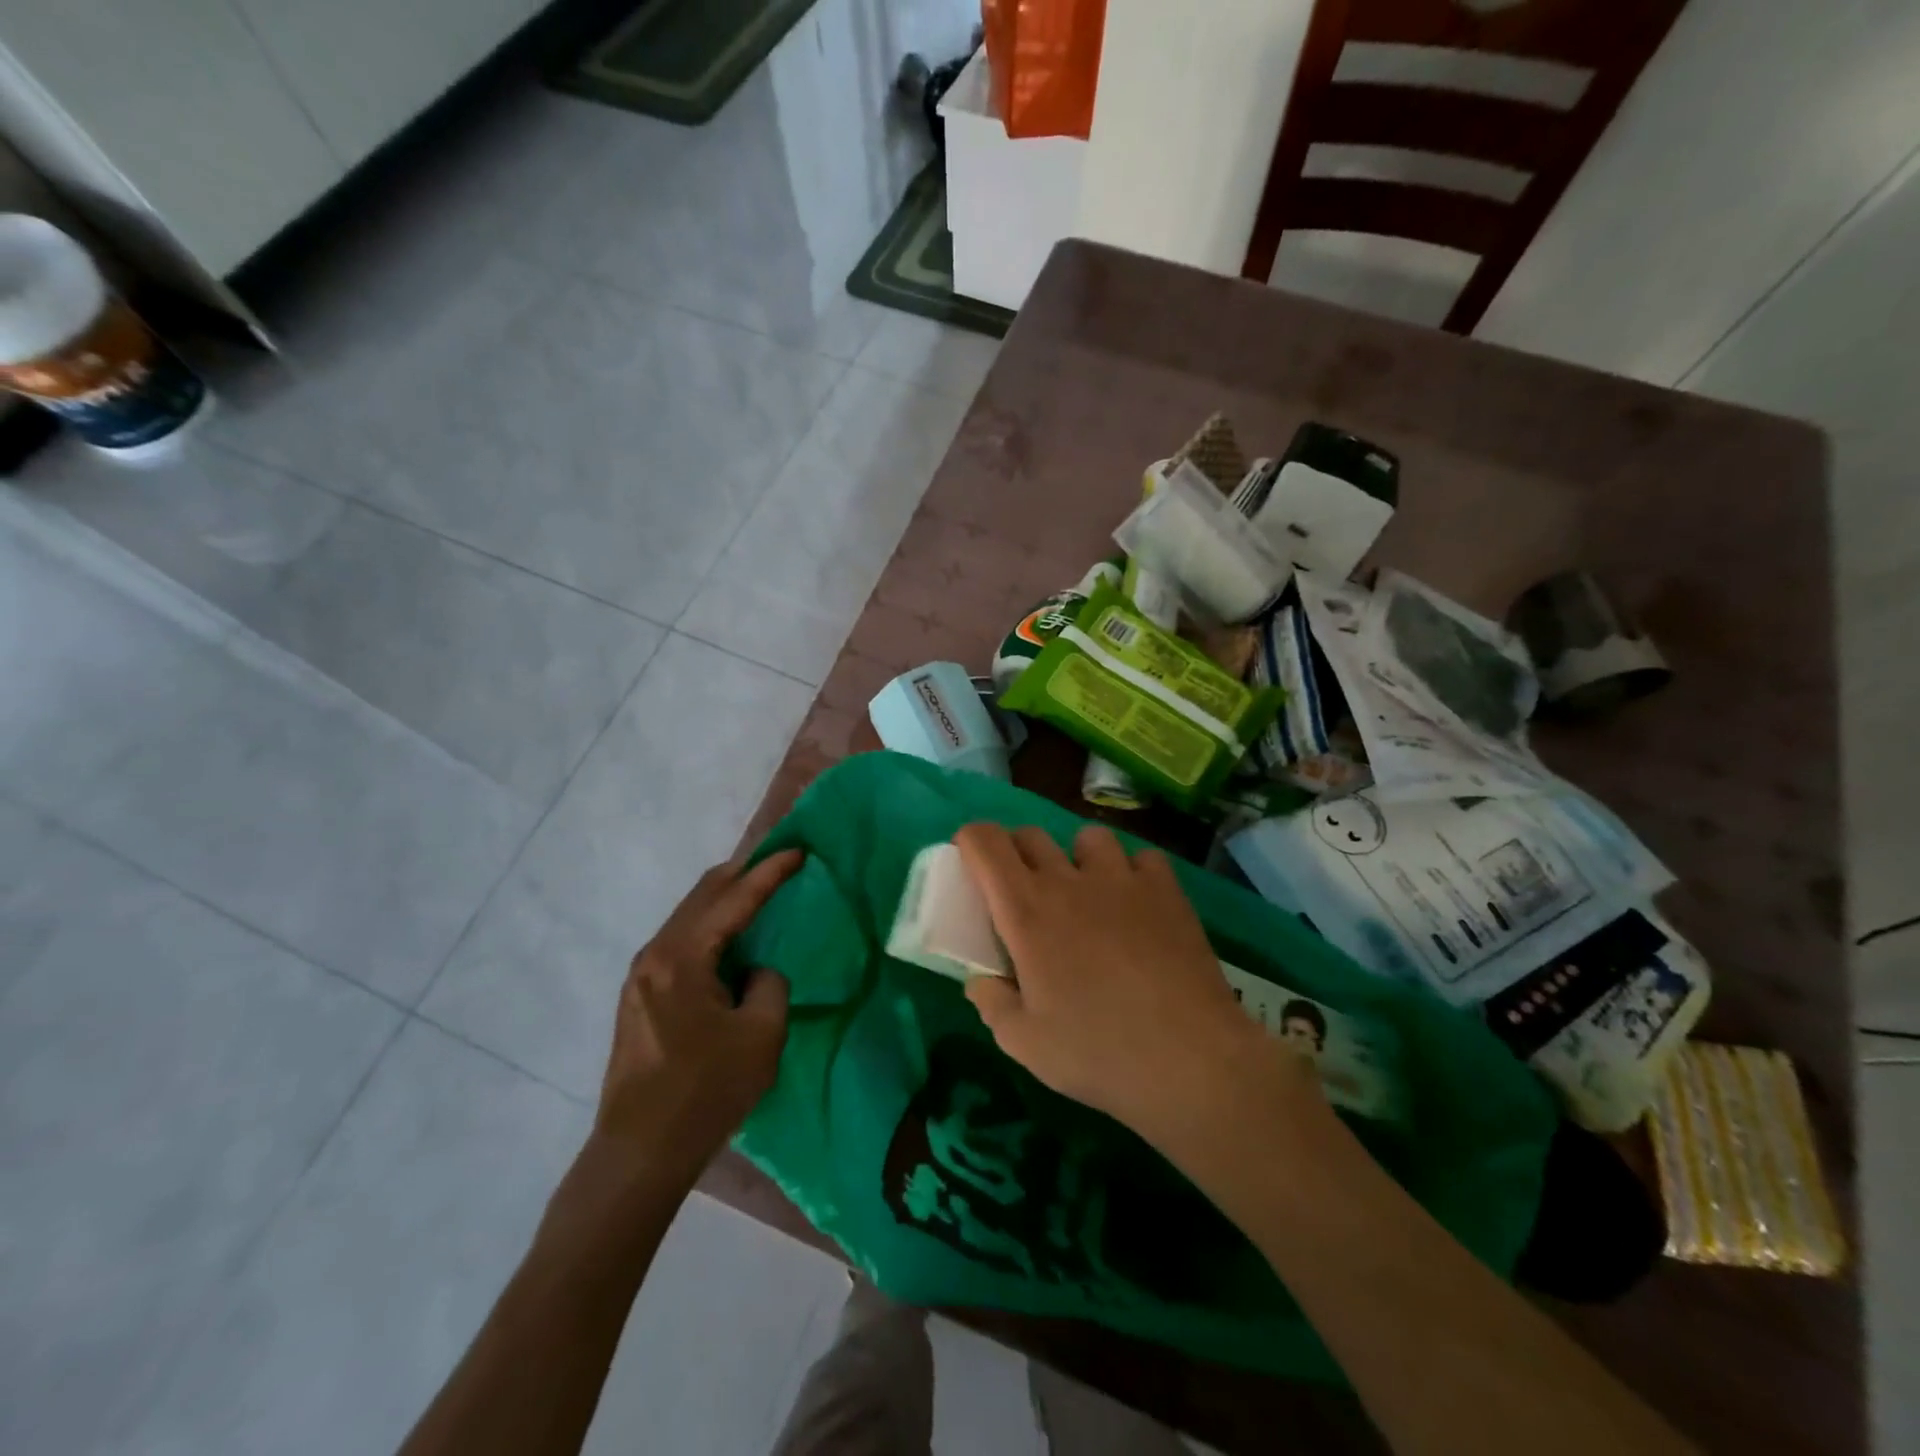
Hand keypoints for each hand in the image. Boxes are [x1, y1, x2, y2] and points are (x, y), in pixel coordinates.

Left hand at [592, 851, 802, 1180]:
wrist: (639, 1153)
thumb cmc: (705, 1092)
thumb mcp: (761, 1035)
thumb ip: (769, 984)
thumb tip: (756, 972)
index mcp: (682, 958)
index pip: (734, 899)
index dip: (769, 872)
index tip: (798, 851)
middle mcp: (654, 955)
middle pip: (703, 895)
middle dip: (742, 872)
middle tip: (778, 861)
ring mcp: (641, 976)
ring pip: (689, 917)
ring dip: (724, 899)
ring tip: (758, 890)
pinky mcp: (640, 997)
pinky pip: (681, 941)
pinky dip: (710, 926)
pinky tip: (730, 937)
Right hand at [955, 823, 1313, 1154]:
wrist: (1189, 1060)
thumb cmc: (1097, 1052)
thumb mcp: (1024, 1042)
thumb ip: (991, 1003)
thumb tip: (980, 980)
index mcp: (1026, 912)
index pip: (985, 843)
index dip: (971, 841)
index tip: (970, 862)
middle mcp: (1069, 882)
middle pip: (1030, 835)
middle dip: (1016, 853)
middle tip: (1022, 891)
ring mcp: (1122, 879)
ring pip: (1087, 838)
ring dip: (1076, 858)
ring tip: (1086, 893)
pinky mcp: (1166, 890)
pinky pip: (1142, 858)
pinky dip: (1132, 872)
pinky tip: (1137, 904)